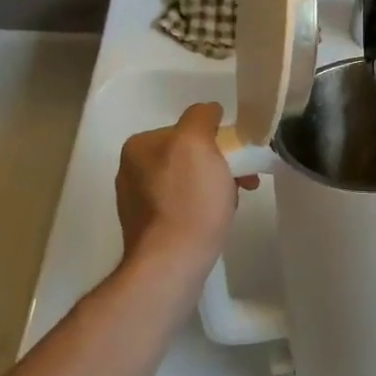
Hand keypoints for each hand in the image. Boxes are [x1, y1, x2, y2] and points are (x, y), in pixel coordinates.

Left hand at [114, 103, 257, 277]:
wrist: (171, 264)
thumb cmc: (188, 200)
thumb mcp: (196, 142)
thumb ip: (201, 116)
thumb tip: (209, 111)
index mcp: (139, 146)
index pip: (188, 129)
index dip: (218, 140)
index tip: (237, 158)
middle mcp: (132, 170)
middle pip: (188, 156)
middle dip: (218, 165)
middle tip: (243, 183)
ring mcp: (137, 201)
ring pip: (188, 181)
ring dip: (213, 187)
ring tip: (230, 205)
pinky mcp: (148, 229)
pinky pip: (182, 206)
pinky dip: (201, 209)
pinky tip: (213, 222)